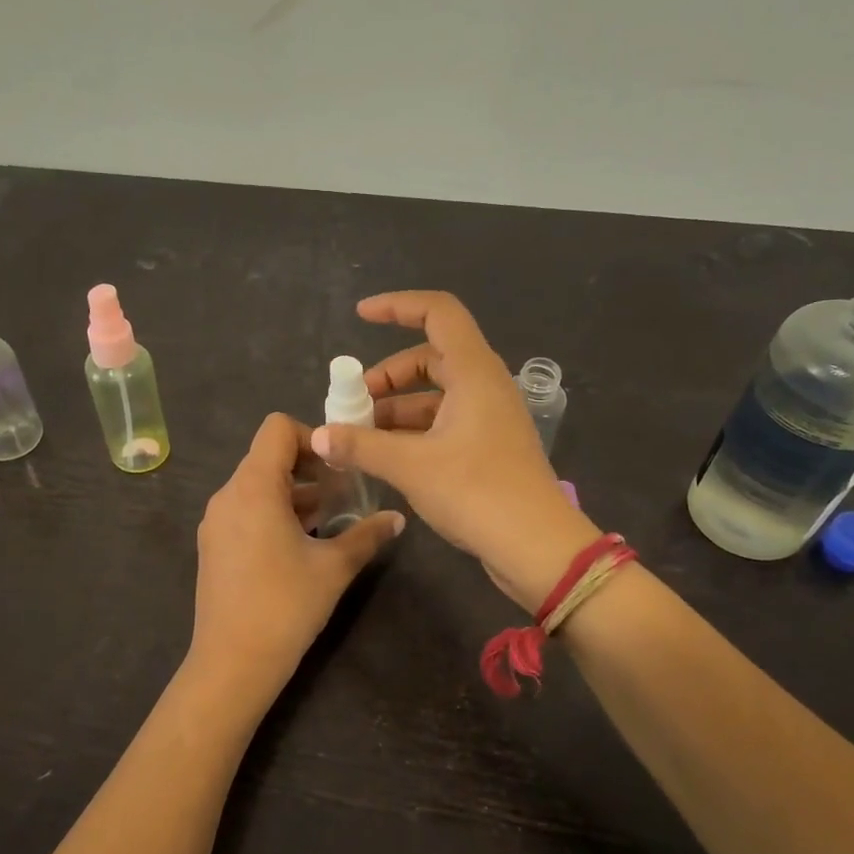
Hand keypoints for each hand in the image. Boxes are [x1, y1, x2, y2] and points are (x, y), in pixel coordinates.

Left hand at [188, 413, 404, 701]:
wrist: (232, 662)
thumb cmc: (286, 605)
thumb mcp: (335, 567)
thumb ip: (367, 534)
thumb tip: (398, 519)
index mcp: (253, 487)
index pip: (277, 429)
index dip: (313, 437)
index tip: (340, 469)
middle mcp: (228, 495)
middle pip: (267, 456)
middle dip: (309, 468)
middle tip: (343, 494)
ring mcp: (215, 521)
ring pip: (257, 485)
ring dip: (294, 493)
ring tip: (328, 520)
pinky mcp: (213, 545)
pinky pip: (245, 510)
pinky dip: (273, 512)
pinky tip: (300, 544)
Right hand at [311, 291, 598, 612]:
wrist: (535, 546)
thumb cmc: (477, 492)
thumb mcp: (411, 466)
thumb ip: (361, 446)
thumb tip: (318, 435)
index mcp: (474, 373)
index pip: (438, 313)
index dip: (398, 306)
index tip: (360, 316)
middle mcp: (485, 387)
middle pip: (431, 358)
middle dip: (388, 375)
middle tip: (354, 404)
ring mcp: (489, 419)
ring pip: (436, 396)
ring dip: (396, 409)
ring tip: (359, 435)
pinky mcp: (488, 448)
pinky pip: (444, 424)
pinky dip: (413, 432)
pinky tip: (385, 457)